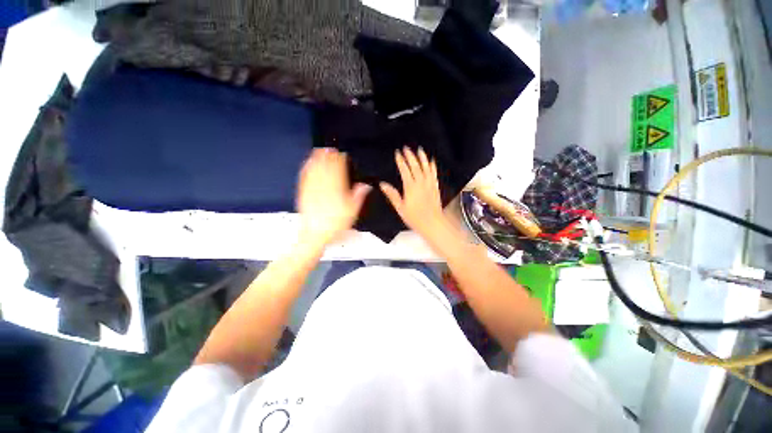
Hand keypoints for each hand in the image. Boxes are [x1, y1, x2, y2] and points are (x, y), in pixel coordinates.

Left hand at [297, 148, 370, 247]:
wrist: (315, 234)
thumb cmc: (336, 224)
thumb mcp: (352, 211)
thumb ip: (359, 196)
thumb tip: (366, 185)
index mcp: (337, 189)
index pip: (338, 170)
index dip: (340, 160)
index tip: (342, 154)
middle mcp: (324, 186)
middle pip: (326, 167)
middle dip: (328, 156)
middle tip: (330, 148)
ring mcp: (313, 189)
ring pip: (315, 170)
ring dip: (317, 159)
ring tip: (319, 150)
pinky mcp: (304, 194)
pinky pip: (305, 178)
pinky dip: (307, 169)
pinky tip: (307, 164)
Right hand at [380, 147, 448, 241]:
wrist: (432, 223)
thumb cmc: (414, 218)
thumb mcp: (400, 208)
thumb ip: (392, 195)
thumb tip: (383, 184)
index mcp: (410, 187)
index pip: (405, 170)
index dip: (401, 161)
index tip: (397, 153)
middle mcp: (421, 183)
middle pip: (415, 166)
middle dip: (410, 156)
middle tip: (406, 148)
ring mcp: (429, 184)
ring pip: (426, 167)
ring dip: (422, 158)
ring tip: (419, 149)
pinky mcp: (435, 187)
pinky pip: (434, 174)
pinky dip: (432, 166)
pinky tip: (432, 161)